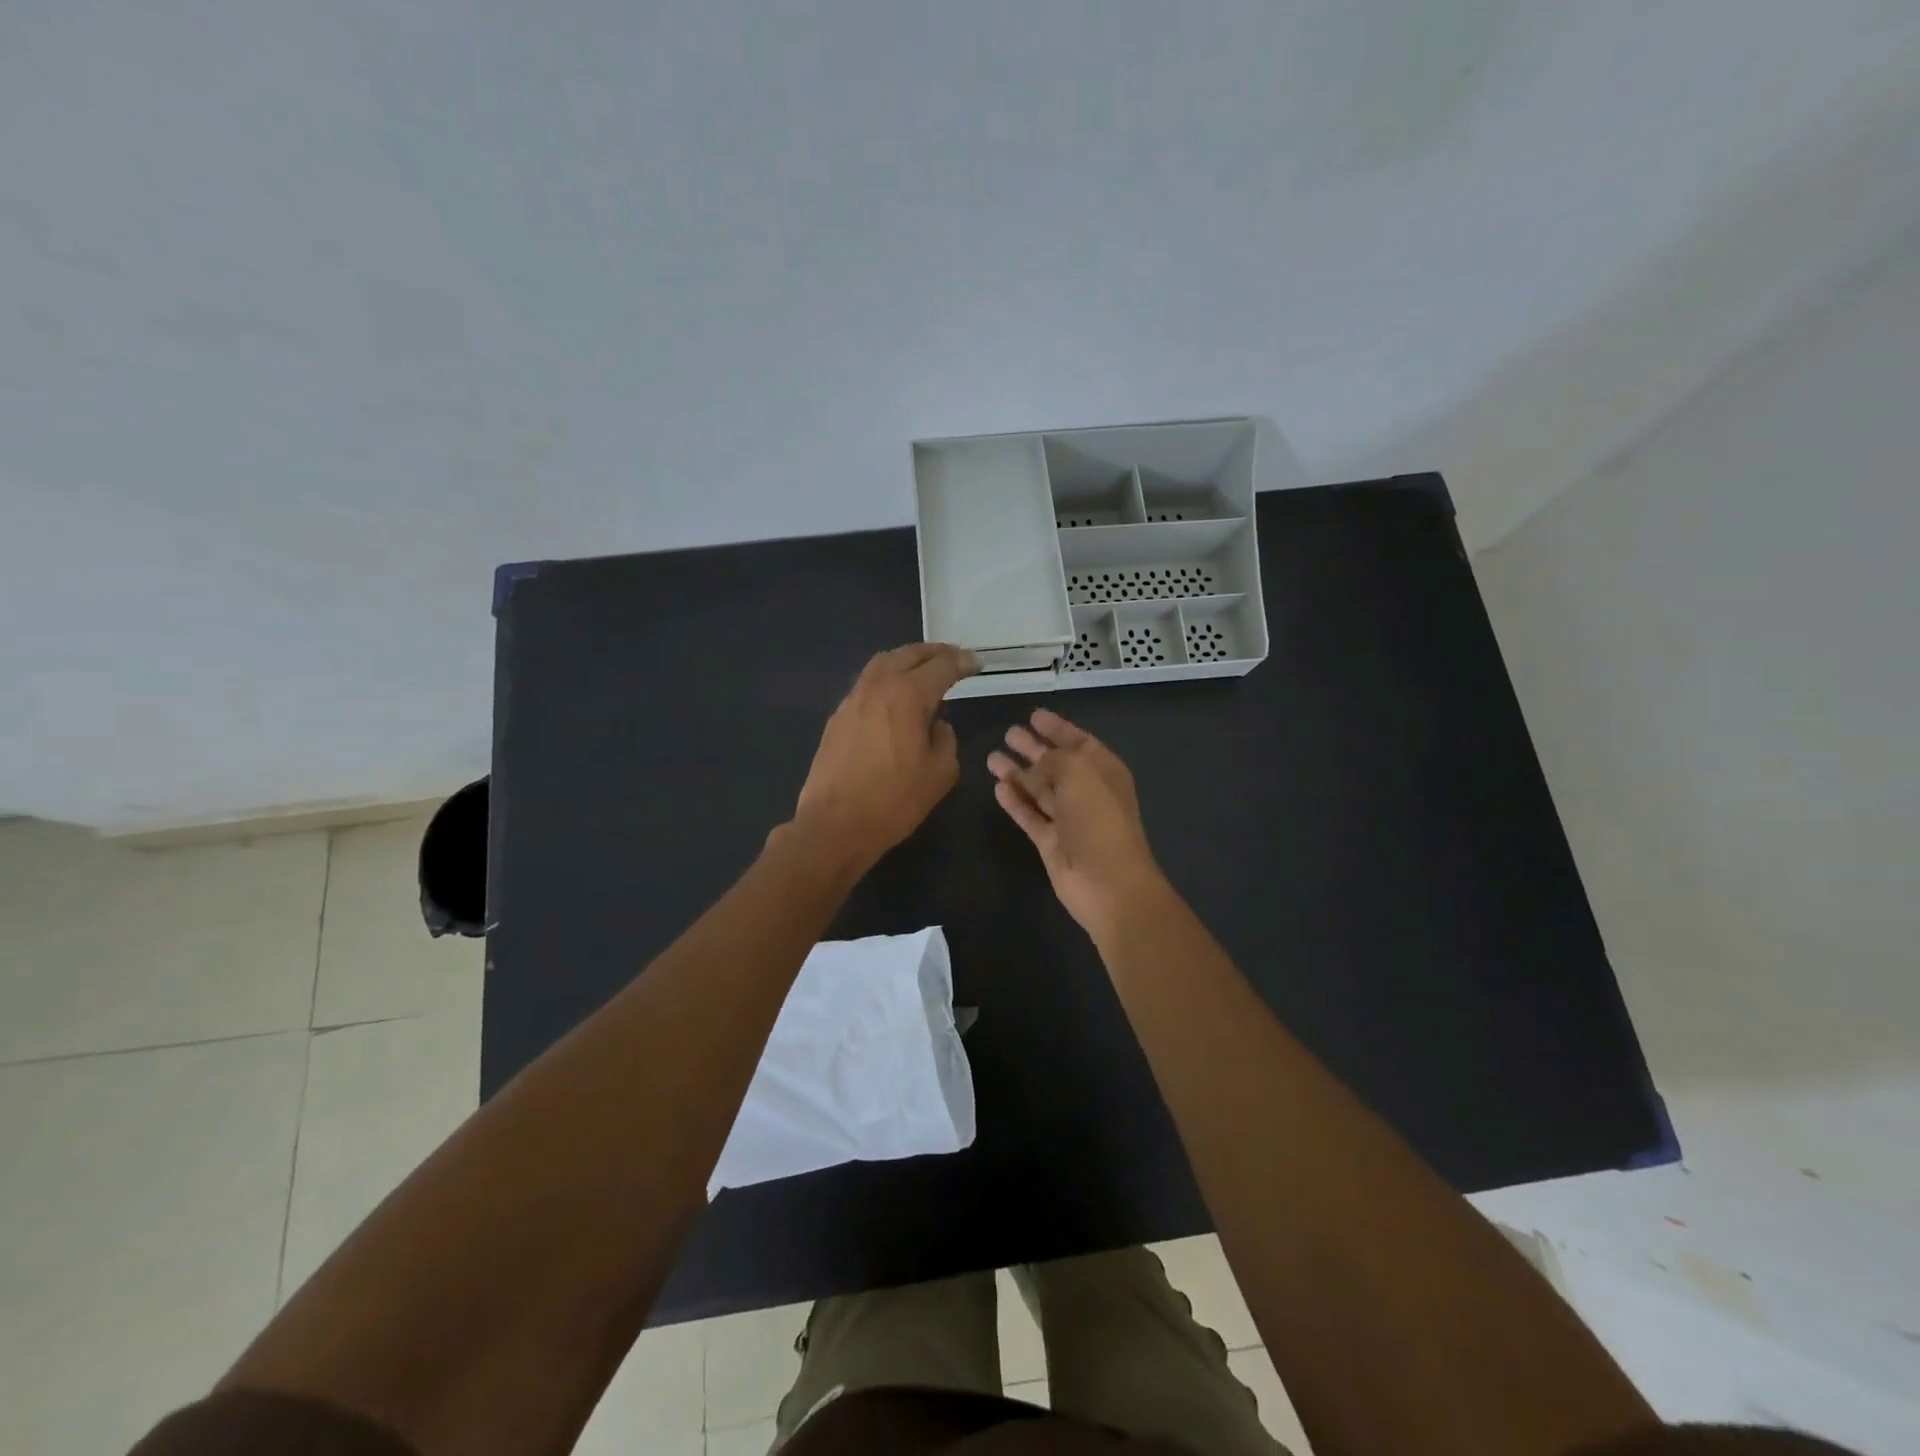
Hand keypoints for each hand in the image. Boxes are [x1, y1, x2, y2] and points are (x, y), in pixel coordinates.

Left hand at [793, 643, 978, 868]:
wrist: (836, 824)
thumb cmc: (895, 800)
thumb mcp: (940, 772)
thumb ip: (946, 739)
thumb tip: (936, 724)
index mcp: (908, 695)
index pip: (942, 666)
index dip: (963, 662)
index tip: (976, 664)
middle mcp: (878, 686)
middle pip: (909, 654)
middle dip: (935, 652)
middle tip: (953, 657)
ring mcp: (853, 699)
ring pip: (883, 663)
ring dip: (907, 659)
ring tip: (924, 669)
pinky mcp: (838, 717)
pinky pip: (867, 684)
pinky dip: (887, 678)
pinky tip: (895, 696)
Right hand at [987, 708, 1168, 936]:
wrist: (1107, 883)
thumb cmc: (1098, 819)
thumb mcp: (1078, 773)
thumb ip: (1054, 759)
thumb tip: (1036, 764)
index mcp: (1103, 771)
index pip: (1078, 742)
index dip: (1057, 728)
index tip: (1034, 715)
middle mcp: (1086, 792)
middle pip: (1055, 764)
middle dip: (1033, 748)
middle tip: (1008, 733)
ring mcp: (1068, 819)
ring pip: (1039, 789)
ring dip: (1017, 773)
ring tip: (992, 757)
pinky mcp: (1050, 842)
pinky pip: (1029, 815)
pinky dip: (1015, 801)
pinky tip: (998, 787)